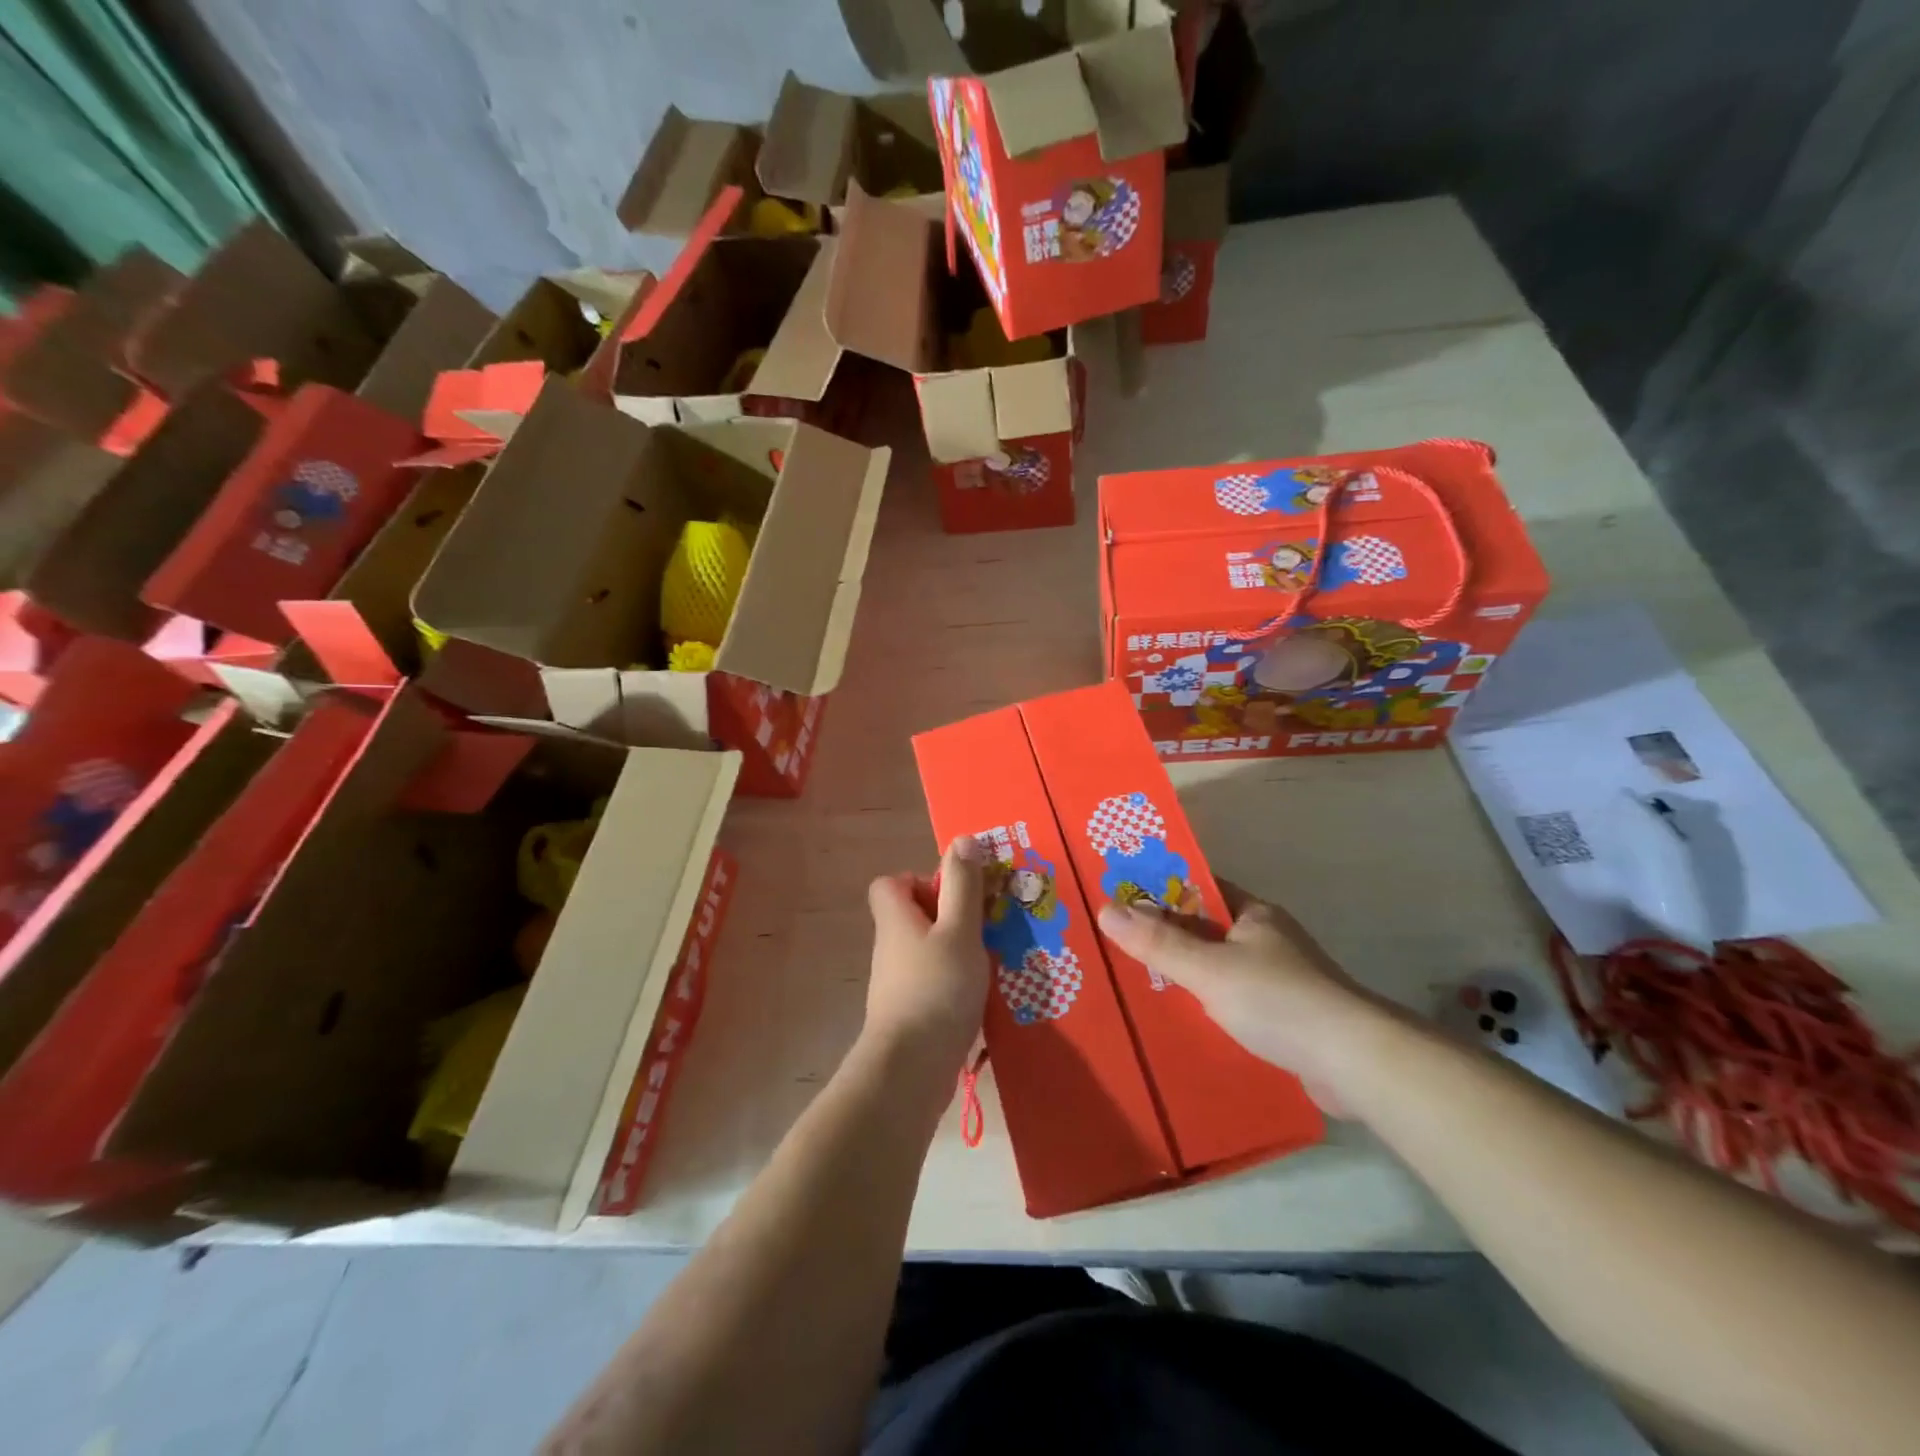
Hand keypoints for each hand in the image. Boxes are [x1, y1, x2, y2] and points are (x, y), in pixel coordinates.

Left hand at [862, 838, 988, 1082]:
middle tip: (986, 927)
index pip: (890, 884)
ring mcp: (897, 983)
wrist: (911, 1069)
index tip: (954, 895)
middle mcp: (891, 947)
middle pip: (914, 916)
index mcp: (896, 919)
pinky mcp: (910, 1013)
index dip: (920, 880)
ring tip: (993, 960)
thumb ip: (963, 886)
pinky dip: (956, 982)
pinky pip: (934, 982)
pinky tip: (983, 996)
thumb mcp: (959, 930)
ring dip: (958, 951)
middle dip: (951, 917)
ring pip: (928, 950)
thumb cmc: (936, 989)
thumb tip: (962, 840)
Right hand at [1097, 889, 1390, 1113]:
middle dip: (1167, 935)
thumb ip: (1158, 942)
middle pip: (1206, 928)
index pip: (1199, 888)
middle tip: (1118, 942)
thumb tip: (1106, 908)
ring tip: (1139, 980)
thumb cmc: (1278, 1000)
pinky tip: (1184, 1017)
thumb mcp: (1208, 968)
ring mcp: (1281, 978)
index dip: (1160, 889)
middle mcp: (1268, 938)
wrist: (1355, 1062)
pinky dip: (1209, 1002)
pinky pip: (1235, 998)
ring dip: (1188, 972)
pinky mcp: (1287, 1016)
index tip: (1121, 897)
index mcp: (1254, 914)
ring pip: (1220, 965)